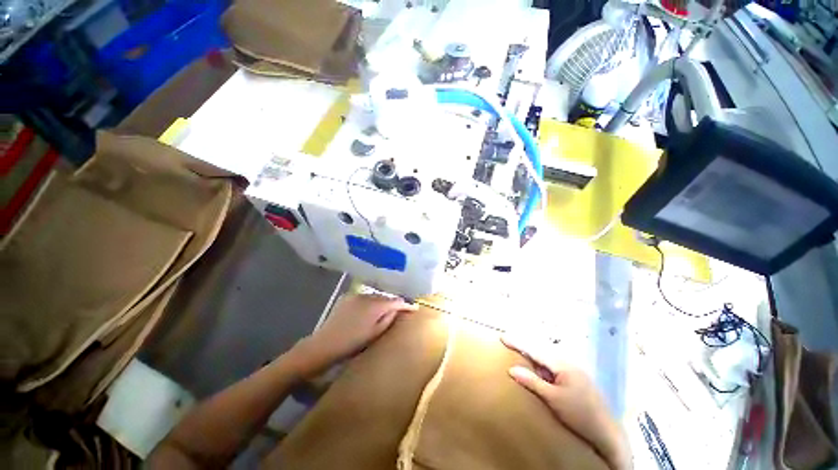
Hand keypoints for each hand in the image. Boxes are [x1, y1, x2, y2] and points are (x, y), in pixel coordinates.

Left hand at [290, 294, 416, 376]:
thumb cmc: (352, 343)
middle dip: (393, 303)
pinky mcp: (347, 297)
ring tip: (385, 310)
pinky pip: (364, 297)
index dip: (406, 304)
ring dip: (381, 302)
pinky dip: (370, 302)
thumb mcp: (375, 334)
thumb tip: (399, 308)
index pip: (396, 301)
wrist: (324, 344)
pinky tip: (369, 310)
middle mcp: (367, 296)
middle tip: (400, 310)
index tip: (414, 307)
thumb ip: (389, 318)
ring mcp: (356, 295)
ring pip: (375, 296)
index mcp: (375, 306)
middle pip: (385, 297)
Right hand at [501, 334, 630, 469]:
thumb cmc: (579, 415)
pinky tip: (536, 368)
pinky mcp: (575, 380)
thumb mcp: (553, 399)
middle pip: (541, 350)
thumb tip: (511, 369)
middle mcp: (568, 363)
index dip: (518, 343)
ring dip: (532, 355)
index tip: (502, 337)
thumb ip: (532, 382)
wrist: (607, 434)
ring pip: (547, 358)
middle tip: (507, 341)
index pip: (535, 350)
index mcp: (563, 364)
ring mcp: (573, 371)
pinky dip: (541, 365)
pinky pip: (553, 367)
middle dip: (524, 346)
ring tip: (517, 351)